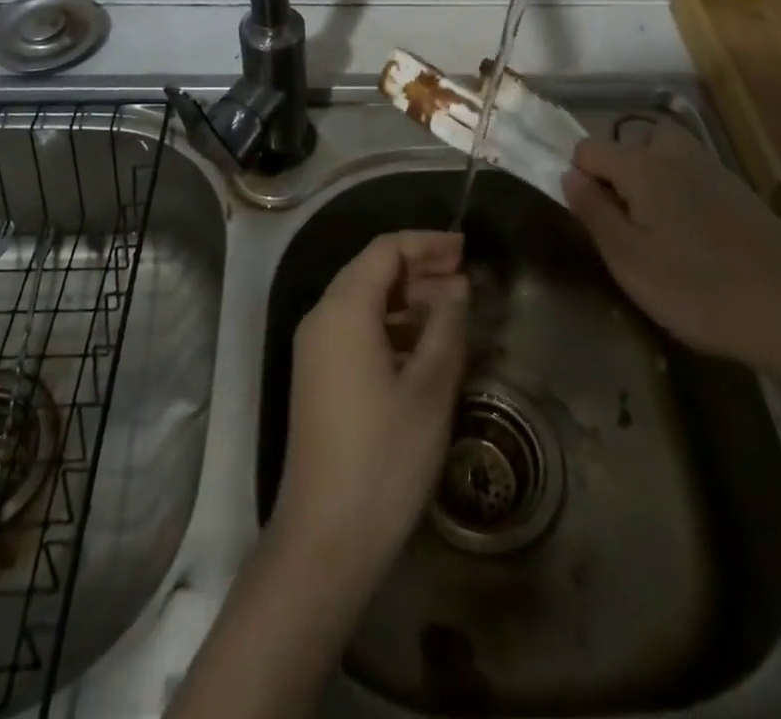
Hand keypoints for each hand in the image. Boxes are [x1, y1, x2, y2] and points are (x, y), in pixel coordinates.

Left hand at [275, 231, 468, 585]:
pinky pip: (356, 330)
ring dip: (408, 298)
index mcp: (343, 309)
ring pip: (364, 301)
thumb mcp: (430, 387)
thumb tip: (456, 288)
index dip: (426, 243)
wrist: (325, 537)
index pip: (385, 250)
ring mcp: (315, 349)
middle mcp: (321, 318)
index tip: (465, 250)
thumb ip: (446, 326)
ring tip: (454, 309)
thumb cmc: (384, 455)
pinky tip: (425, 345)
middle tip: (465, 278)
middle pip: (372, 271)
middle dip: (419, 268)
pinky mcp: (319, 377)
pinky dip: (392, 325)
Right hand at [560, 119, 780, 375]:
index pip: (588, 148)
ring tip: (657, 235)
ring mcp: (713, 169)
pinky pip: (692, 176)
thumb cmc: (700, 288)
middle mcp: (676, 153)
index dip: (579, 177)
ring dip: (650, 183)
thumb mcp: (629, 260)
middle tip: (625, 224)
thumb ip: (593, 212)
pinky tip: (695, 243)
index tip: (592, 220)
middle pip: (631, 142)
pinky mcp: (740, 192)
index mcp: (642, 165)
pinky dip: (681, 196)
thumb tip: (568, 175)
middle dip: (619, 173)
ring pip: (664, 158)